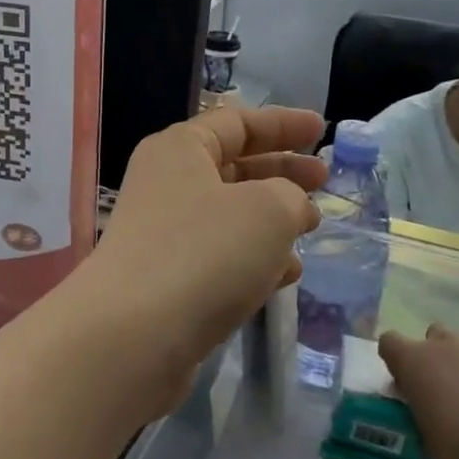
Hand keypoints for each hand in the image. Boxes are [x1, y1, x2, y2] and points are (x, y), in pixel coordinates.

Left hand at [78, 105, 326, 409]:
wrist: (134, 336)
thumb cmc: (205, 253)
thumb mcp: (268, 210)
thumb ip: (291, 196)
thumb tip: (288, 207)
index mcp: (180, 149)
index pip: (237, 121)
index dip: (282, 123)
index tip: (322, 129)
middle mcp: (166, 184)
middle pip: (233, 166)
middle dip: (281, 171)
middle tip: (324, 180)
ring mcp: (163, 234)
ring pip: (229, 215)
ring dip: (272, 219)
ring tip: (311, 228)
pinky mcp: (167, 279)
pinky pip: (219, 256)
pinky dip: (254, 258)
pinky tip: (286, 275)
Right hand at [378, 325, 458, 458]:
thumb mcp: (426, 439)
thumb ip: (420, 417)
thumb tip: (426, 415)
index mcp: (413, 360)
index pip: (389, 343)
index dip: (395, 361)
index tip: (403, 384)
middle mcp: (443, 345)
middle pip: (431, 336)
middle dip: (433, 357)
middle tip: (440, 391)